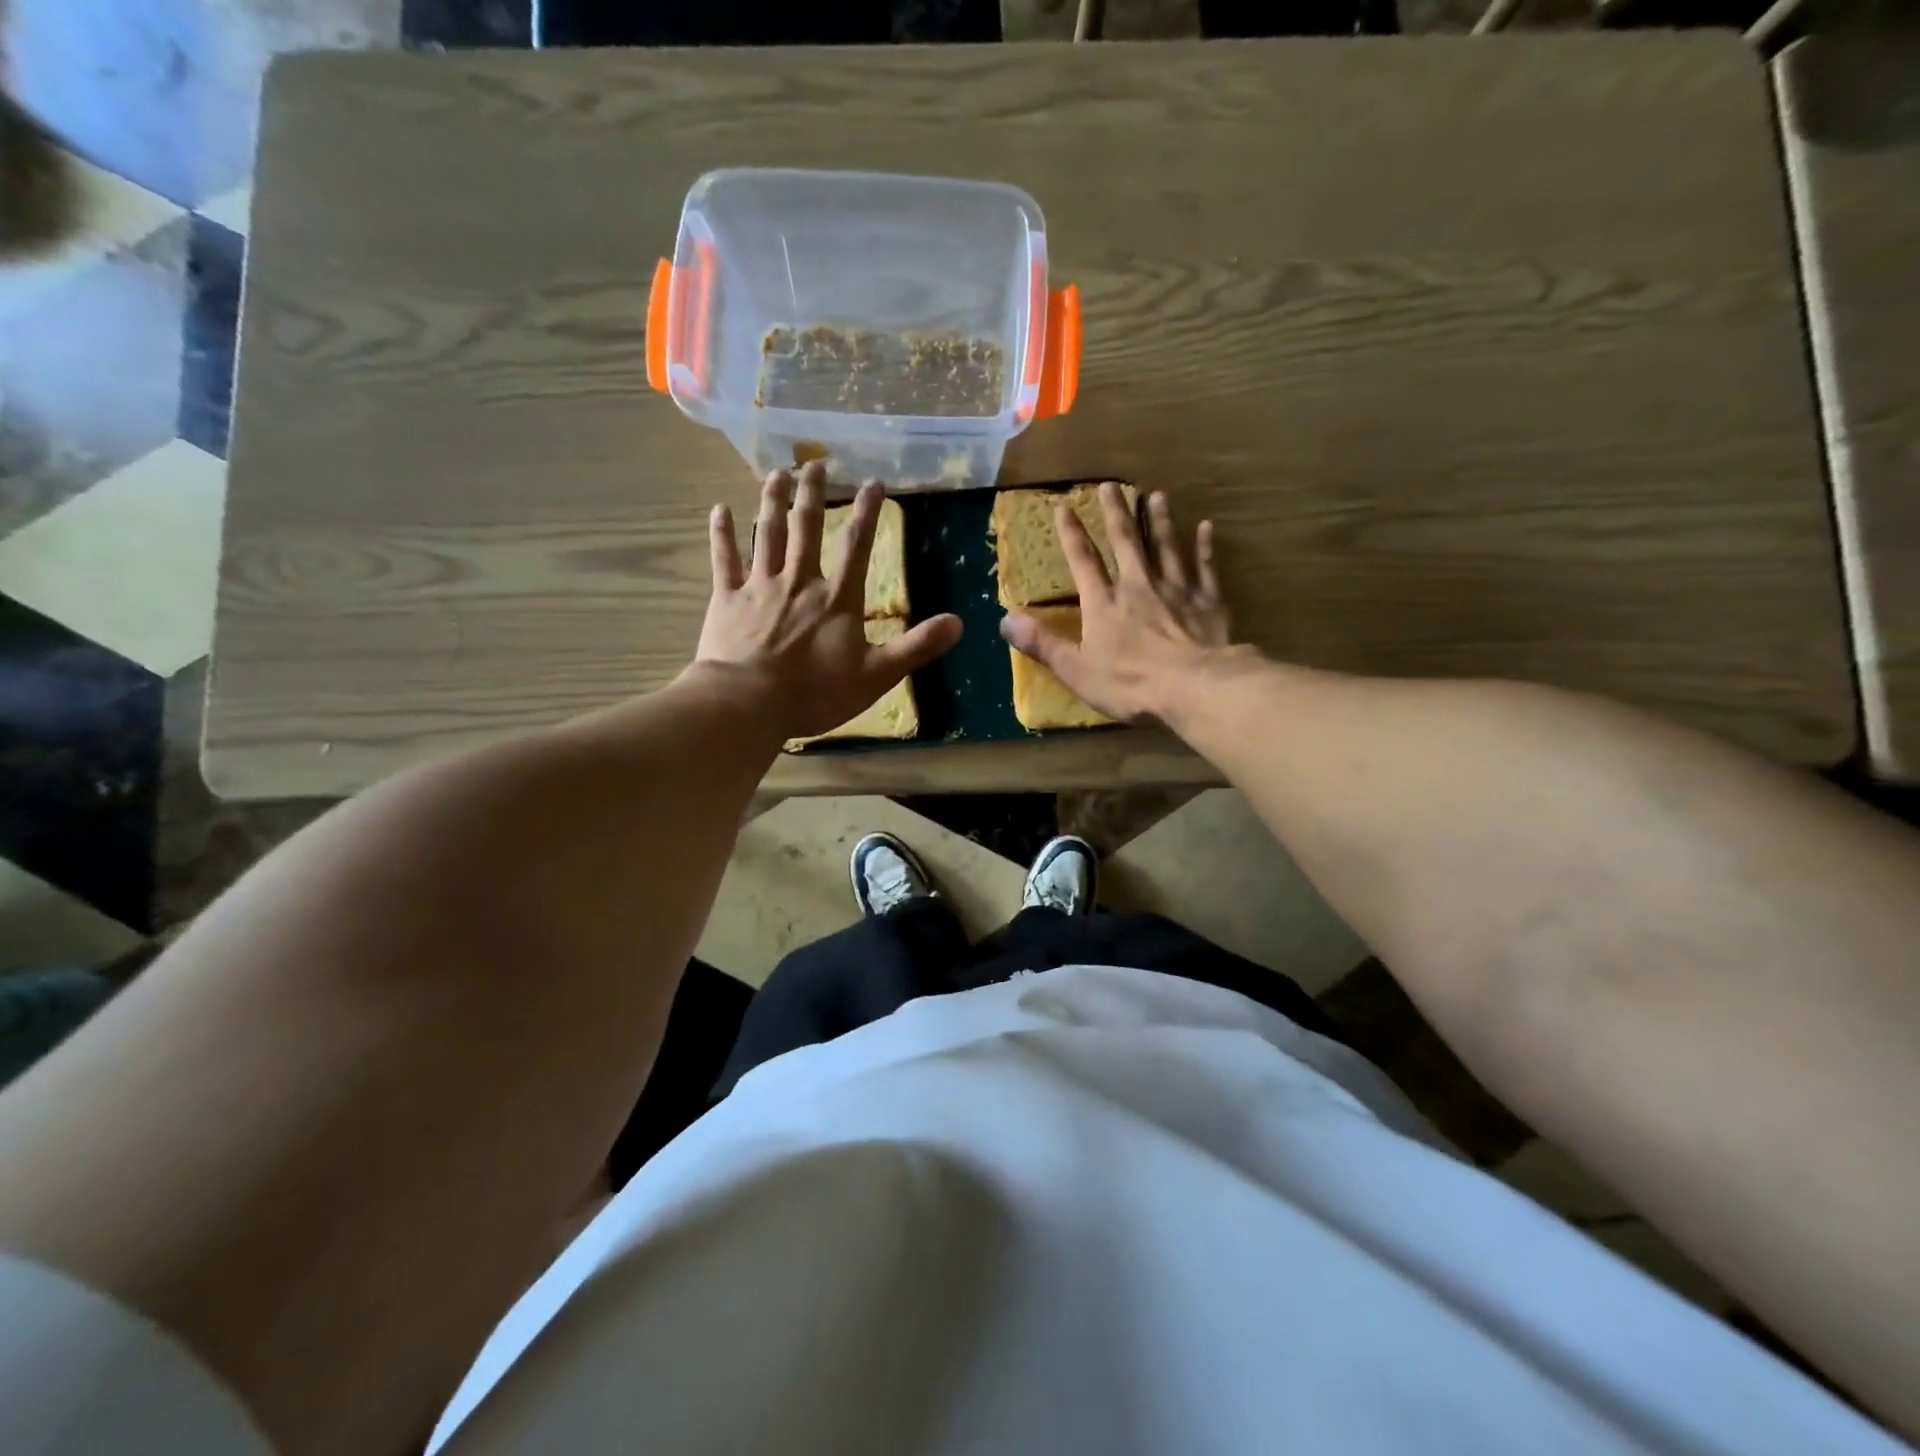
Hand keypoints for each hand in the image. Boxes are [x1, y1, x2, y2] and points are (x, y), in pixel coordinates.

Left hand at [694, 462, 960, 739]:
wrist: (749, 703)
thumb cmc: (815, 693)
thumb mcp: (877, 675)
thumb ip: (916, 647)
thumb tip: (959, 623)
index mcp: (837, 599)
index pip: (857, 547)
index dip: (866, 513)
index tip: (872, 482)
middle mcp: (799, 581)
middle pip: (806, 528)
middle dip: (812, 493)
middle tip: (814, 462)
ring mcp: (760, 586)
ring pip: (767, 534)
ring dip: (772, 501)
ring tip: (777, 473)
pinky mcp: (727, 600)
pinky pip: (725, 559)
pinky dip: (722, 534)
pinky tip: (719, 509)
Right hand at [999, 483, 1239, 723]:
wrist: (1194, 687)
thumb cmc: (1131, 684)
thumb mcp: (1076, 671)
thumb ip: (1043, 644)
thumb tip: (1005, 621)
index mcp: (1104, 604)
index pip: (1084, 562)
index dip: (1072, 535)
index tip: (1064, 507)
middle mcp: (1139, 586)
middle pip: (1126, 542)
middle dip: (1117, 513)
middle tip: (1112, 486)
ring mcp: (1177, 590)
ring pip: (1167, 547)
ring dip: (1160, 520)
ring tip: (1157, 496)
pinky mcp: (1208, 601)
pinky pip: (1205, 567)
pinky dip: (1204, 547)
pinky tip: (1206, 527)